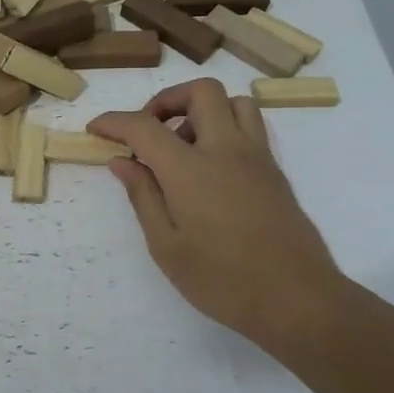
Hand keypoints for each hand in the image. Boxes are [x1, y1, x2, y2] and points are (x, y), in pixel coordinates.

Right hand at [88, 79, 347, 350]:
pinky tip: (211, 167)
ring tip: (183, 147)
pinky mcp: (275, 171)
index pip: (144, 126)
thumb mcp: (166, 247)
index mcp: (190, 169)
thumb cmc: (222, 280)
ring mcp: (257, 157)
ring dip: (202, 110)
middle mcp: (226, 149)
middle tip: (148, 133)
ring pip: (233, 102)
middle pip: (199, 92)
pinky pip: (250, 126)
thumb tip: (122, 162)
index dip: (114, 122)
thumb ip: (143, 196)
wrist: (297, 300)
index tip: (96, 130)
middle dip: (165, 101)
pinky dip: (225, 127)